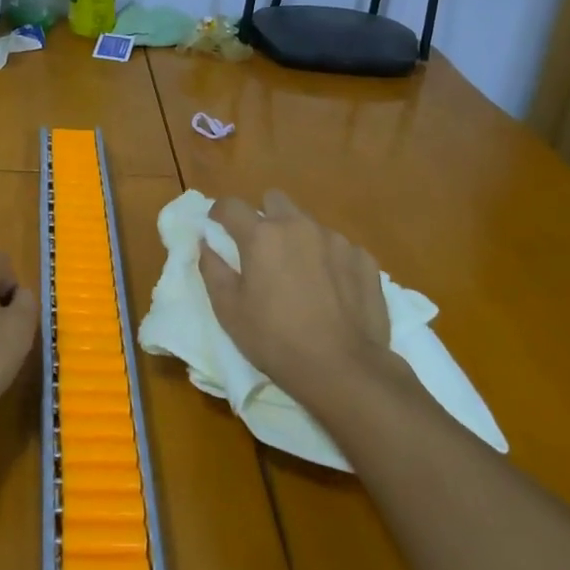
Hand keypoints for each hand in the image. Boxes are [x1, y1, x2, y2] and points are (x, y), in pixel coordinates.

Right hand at [199, 190, 392, 408]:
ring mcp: (335, 240)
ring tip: (302, 275)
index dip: (220, 212)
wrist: (344, 369)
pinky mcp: (363, 259)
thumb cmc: (275, 339)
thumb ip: (212, 269)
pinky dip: (330, 260)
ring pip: (309, 224)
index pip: (231, 205)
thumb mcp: (229, 310)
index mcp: (261, 235)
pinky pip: (339, 248)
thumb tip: (206, 243)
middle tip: (263, 249)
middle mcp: (298, 226)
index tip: (218, 226)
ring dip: (299, 239)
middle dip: (265, 216)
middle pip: (275, 200)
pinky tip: (333, 290)